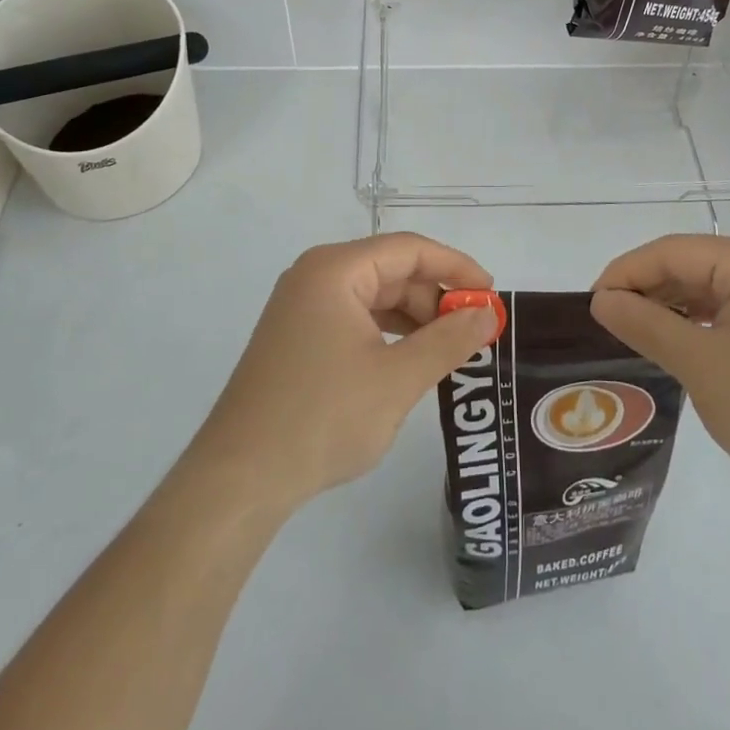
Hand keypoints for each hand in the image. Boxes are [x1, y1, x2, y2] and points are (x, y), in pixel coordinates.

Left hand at [186, 234, 498, 515]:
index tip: (490, 293)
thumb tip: (488, 314)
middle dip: (434, 297)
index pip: (409, 249)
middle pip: (391, 270)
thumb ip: (449, 341)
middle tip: (473, 331)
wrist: (239, 479)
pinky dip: (388, 333)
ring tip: (448, 350)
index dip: (455, 266)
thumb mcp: (397, 379)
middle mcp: (315, 276)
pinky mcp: (297, 336)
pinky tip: (409, 360)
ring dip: (414, 318)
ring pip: (374, 296)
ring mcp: (302, 306)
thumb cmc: (322, 418)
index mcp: (335, 270)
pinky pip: (354, 318)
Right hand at [589, 236, 729, 502]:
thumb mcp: (702, 366)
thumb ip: (647, 325)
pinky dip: (697, 323)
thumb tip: (601, 301)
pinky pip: (728, 308)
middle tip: (608, 326)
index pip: (670, 251)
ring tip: (634, 337)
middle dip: (646, 291)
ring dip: (669, 308)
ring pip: (707, 288)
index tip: (591, 307)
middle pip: (689, 265)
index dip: (625, 274)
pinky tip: (677, 346)